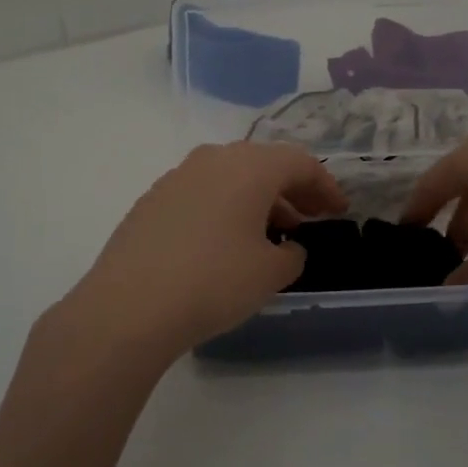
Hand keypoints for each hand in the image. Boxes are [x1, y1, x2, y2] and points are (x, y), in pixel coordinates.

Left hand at [54, 142, 346, 364]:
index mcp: (249, 167)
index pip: (299, 163)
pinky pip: (202, 194)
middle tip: (309, 219)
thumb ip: (292, 255)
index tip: (339, 211)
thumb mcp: (270, 273)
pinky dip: (224, 208)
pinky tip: (225, 243)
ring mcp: (176, 177)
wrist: (128, 306)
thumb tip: (289, 247)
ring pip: (230, 178)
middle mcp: (212, 160)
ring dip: (257, 200)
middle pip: (263, 164)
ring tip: (270, 235)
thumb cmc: (213, 282)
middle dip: (291, 190)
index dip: (325, 186)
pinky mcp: (151, 201)